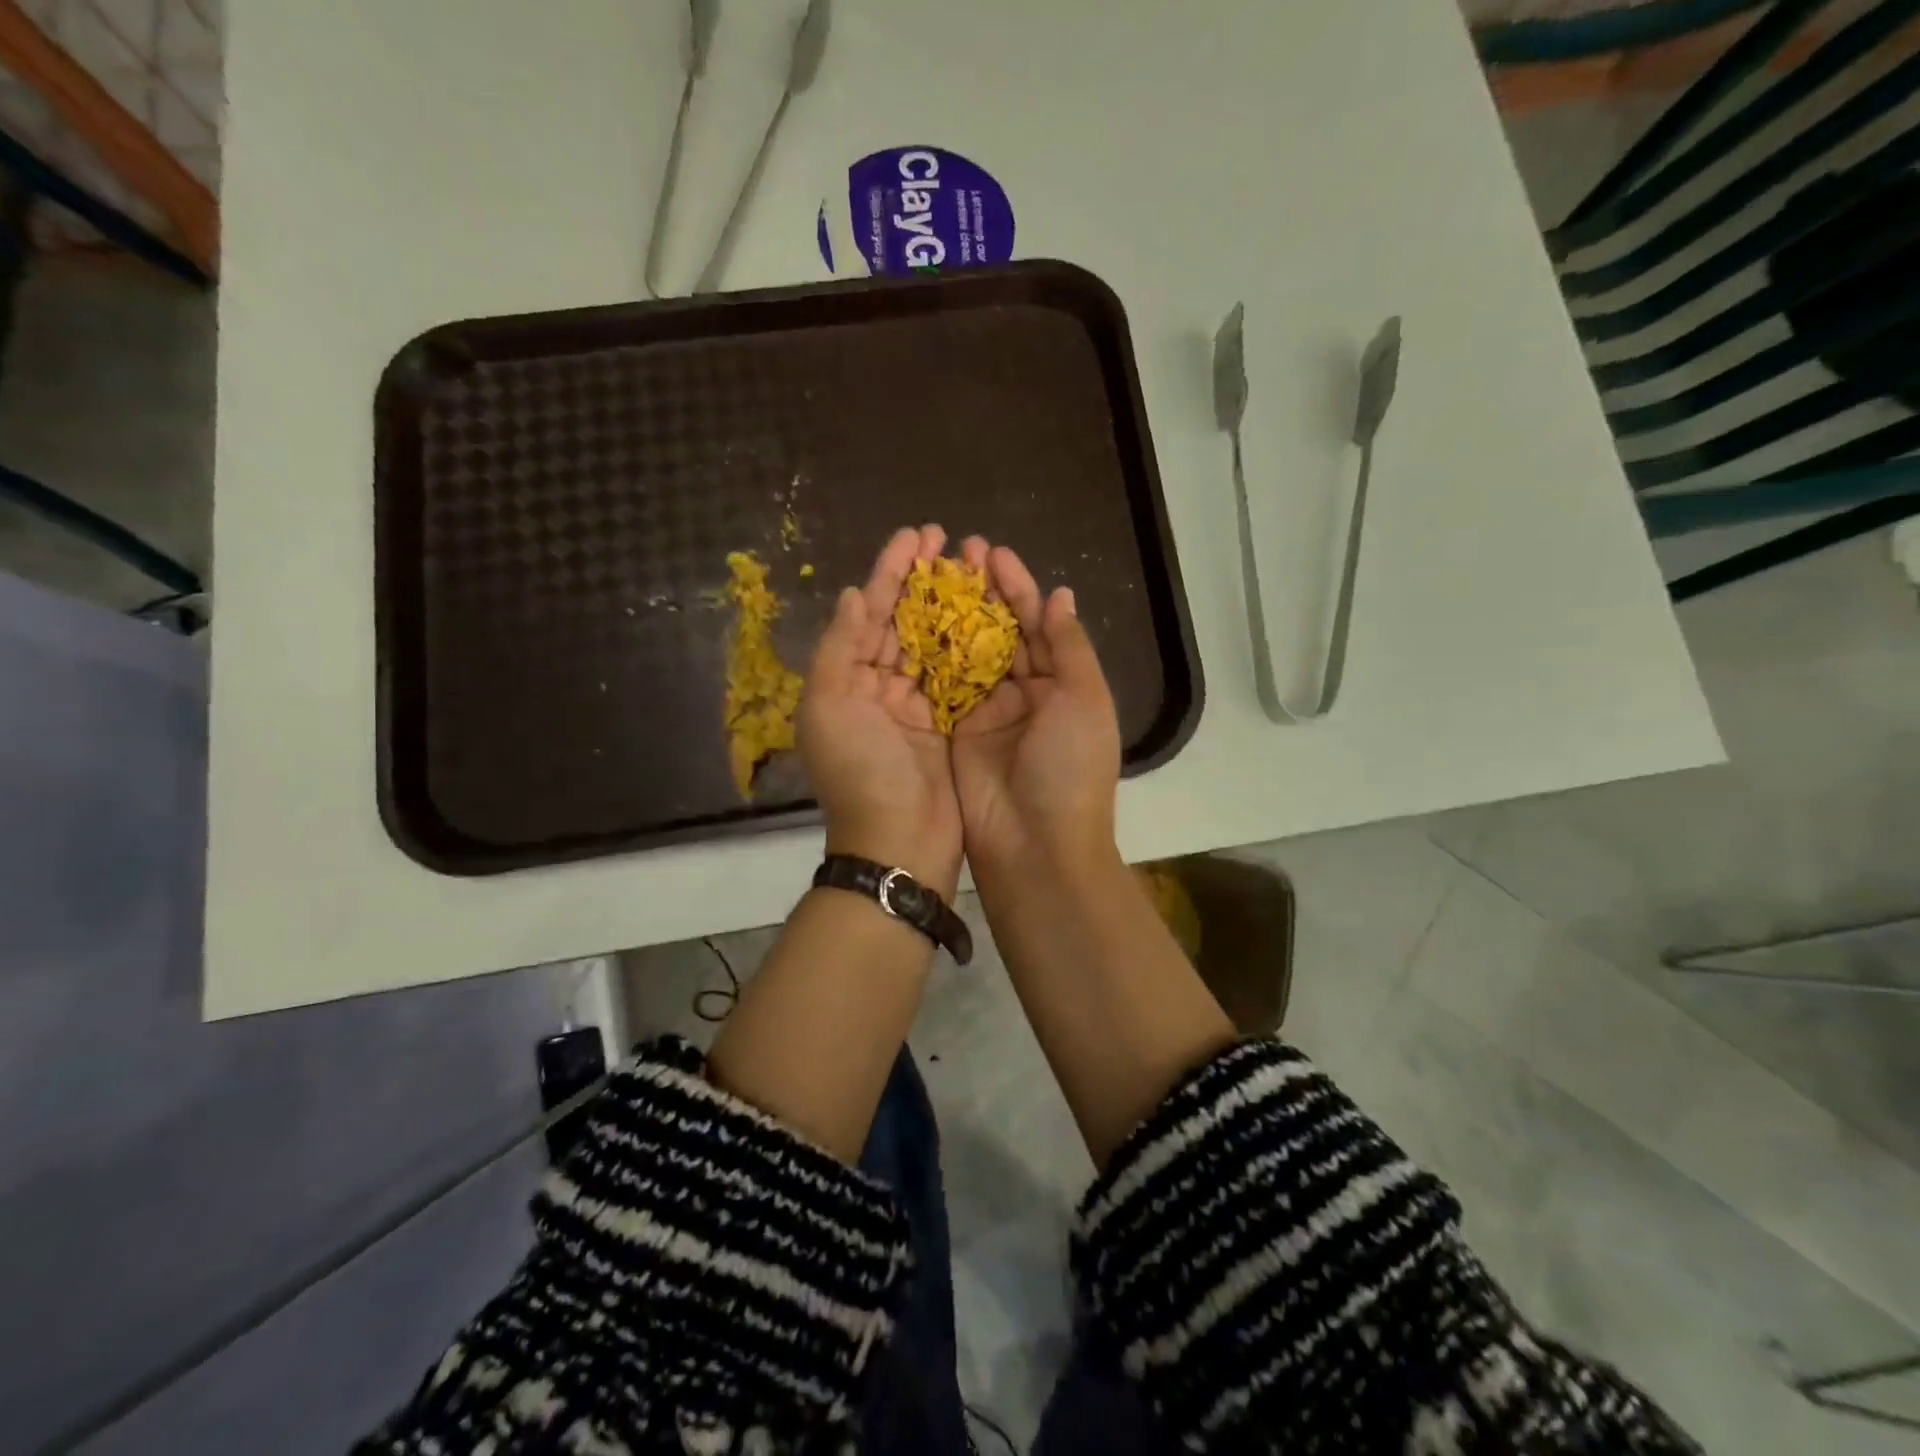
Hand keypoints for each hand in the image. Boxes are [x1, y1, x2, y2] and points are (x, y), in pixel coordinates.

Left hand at [799, 525, 962, 898]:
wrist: (900, 842)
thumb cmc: (861, 772)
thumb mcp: (829, 706)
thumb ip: (839, 647)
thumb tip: (853, 594)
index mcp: (846, 681)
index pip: (869, 613)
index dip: (890, 572)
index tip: (915, 536)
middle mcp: (878, 688)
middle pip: (902, 622)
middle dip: (922, 580)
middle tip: (947, 540)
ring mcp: (915, 707)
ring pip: (933, 643)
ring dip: (949, 605)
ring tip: (973, 567)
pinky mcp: (947, 724)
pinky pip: (958, 675)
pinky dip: (970, 645)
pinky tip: (989, 615)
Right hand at [951, 538, 1120, 877]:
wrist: (1035, 843)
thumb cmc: (1070, 766)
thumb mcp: (1084, 699)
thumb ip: (1068, 645)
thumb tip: (1060, 595)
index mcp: (1062, 684)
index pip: (1039, 624)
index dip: (1017, 587)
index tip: (992, 553)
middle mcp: (1025, 693)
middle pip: (1002, 632)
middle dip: (983, 593)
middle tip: (958, 552)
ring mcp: (988, 712)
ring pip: (969, 652)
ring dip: (955, 615)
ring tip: (933, 575)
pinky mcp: (955, 730)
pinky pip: (943, 684)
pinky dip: (932, 653)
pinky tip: (915, 620)